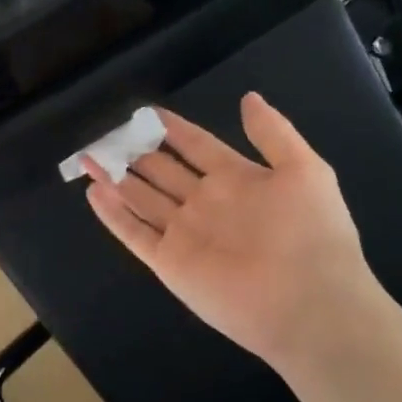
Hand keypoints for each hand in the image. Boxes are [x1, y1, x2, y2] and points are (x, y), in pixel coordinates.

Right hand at [83, 93, 400, 376]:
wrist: (310, 305)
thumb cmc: (312, 233)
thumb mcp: (305, 170)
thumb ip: (273, 133)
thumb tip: (248, 97)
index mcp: (236, 179)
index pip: (196, 145)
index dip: (172, 128)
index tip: (147, 112)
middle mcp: (205, 203)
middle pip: (162, 170)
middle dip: (135, 151)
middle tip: (107, 132)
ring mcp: (185, 233)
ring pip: (141, 198)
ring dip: (115, 177)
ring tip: (90, 156)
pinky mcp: (169, 262)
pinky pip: (134, 233)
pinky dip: (112, 214)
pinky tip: (94, 192)